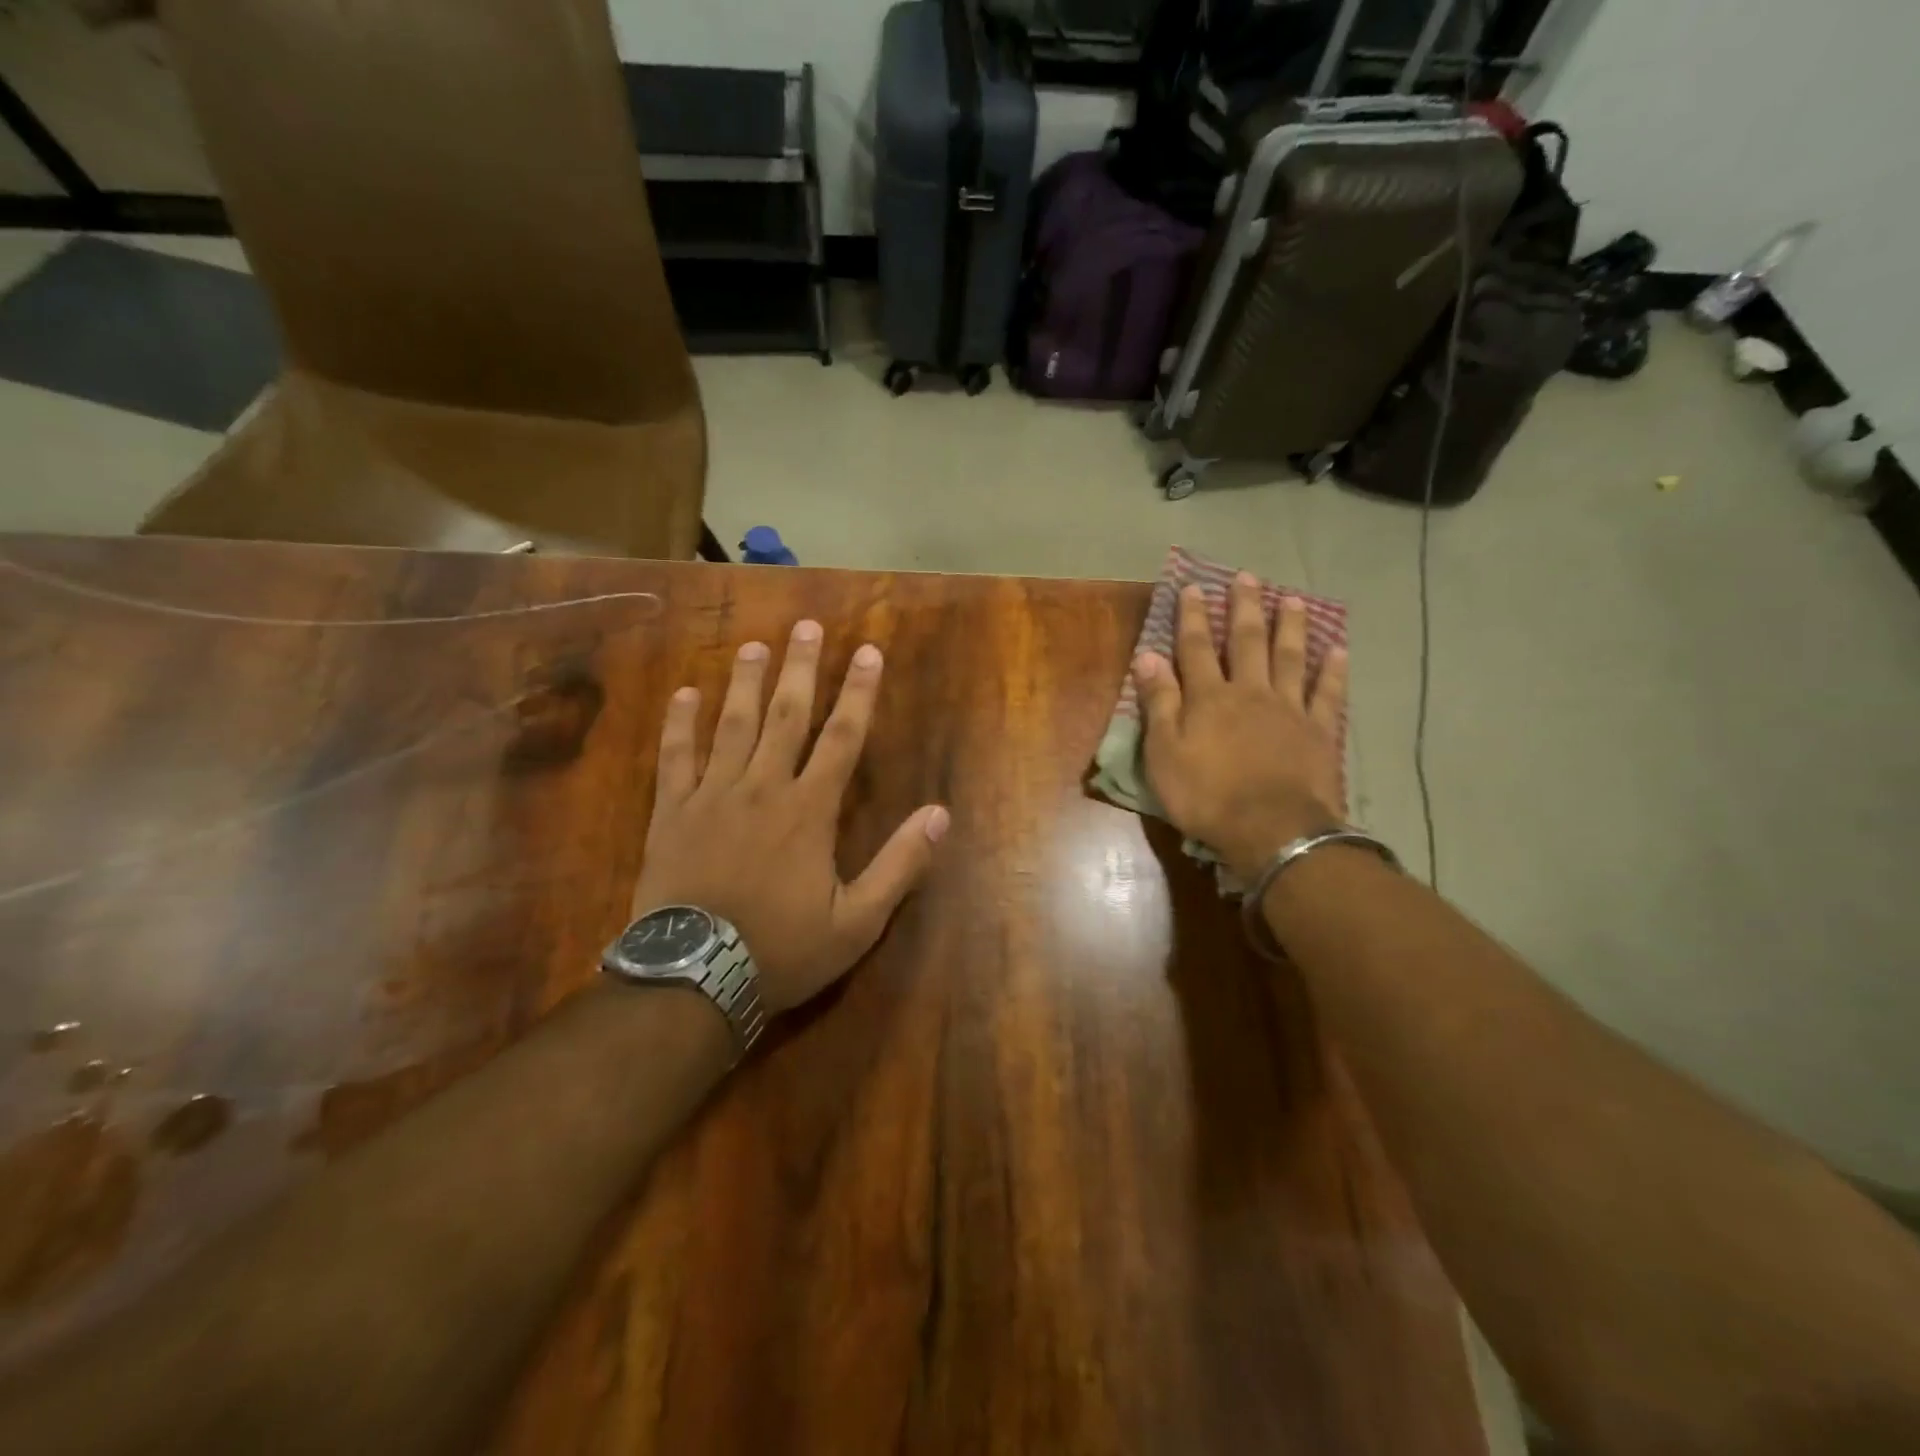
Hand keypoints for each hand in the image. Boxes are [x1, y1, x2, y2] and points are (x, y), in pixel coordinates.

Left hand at [630, 621, 949, 1014]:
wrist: (693, 978)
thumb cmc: (782, 950)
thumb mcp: (857, 922)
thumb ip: (899, 865)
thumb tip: (940, 814)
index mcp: (809, 810)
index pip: (842, 738)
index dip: (858, 693)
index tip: (868, 652)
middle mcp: (762, 788)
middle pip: (786, 716)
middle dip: (801, 669)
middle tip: (807, 626)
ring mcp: (712, 796)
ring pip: (732, 726)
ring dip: (746, 683)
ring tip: (755, 646)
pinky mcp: (672, 813)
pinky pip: (676, 758)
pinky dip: (681, 724)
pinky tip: (686, 694)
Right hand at [1133, 573, 1347, 880]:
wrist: (1271, 830)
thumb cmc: (1206, 795)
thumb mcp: (1164, 753)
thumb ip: (1159, 702)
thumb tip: (1149, 656)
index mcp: (1209, 697)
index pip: (1197, 647)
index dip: (1193, 617)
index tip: (1193, 587)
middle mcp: (1250, 692)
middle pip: (1247, 641)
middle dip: (1245, 608)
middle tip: (1247, 577)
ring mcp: (1289, 709)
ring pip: (1290, 657)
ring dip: (1291, 626)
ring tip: (1292, 599)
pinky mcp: (1319, 731)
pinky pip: (1327, 693)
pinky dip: (1332, 670)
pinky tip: (1338, 649)